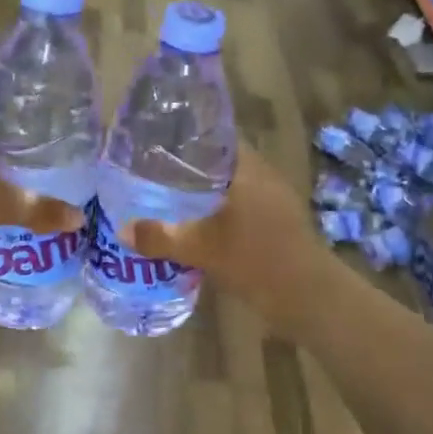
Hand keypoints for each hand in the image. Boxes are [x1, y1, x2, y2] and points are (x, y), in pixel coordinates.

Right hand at [121, 146, 323, 327]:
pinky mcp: (278, 224)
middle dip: (190, 167)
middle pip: (221, 161)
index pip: (216, 136)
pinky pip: (241, 206)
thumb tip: (123, 230)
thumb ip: (160, 237)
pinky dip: (219, 210)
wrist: (308, 297)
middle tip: (155, 173)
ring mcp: (274, 201)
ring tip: (170, 198)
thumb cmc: (256, 260)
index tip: (158, 144)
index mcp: (248, 169)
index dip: (188, 137)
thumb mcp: (201, 249)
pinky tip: (198, 225)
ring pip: (232, 185)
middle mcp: (263, 176)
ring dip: (206, 191)